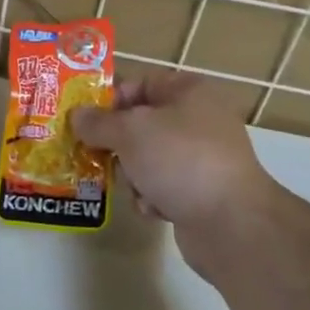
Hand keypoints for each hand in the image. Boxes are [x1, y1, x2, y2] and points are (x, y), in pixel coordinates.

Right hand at [71, 70, 271, 241]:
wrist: (232, 225)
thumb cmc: (180, 160)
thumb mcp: (130, 132)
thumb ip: (98, 122)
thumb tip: (77, 116)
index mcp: (188, 91)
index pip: (138, 84)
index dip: (109, 101)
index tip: (84, 122)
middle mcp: (199, 119)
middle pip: (140, 124)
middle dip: (118, 145)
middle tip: (100, 158)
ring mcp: (203, 157)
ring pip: (148, 158)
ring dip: (134, 176)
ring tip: (136, 188)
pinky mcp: (202, 192)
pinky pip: (163, 186)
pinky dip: (153, 197)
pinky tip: (155, 209)